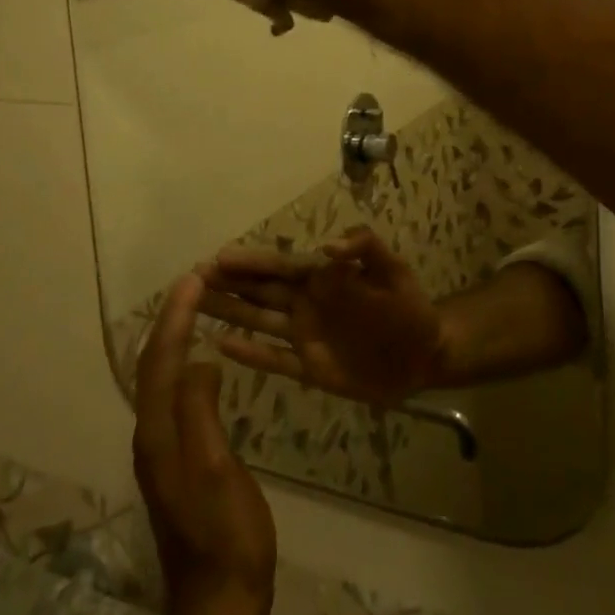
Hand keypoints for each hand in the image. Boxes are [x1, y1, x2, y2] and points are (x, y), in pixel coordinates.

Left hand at [132, 274, 275, 614]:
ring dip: (175, 338)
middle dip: (170, 320)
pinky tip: (202, 363)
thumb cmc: (225, 531)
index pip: (161, 360)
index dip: (175, 317)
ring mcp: (162, 450)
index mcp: (158, 432)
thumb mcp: (216, 467)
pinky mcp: (177, 461)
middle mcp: (152, 435)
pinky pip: (175, 396)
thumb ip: (200, 411)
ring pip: (162, 379)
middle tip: (194, 283)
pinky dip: (184, 365)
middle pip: (154, 366)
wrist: (219, 599)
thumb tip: (199, 361)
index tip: (193, 278)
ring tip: (196, 308)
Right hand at [197, 229, 445, 408]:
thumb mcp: (394, 271)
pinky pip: (274, 359)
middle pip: (259, 291)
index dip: (250, 262)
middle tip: (189, 280)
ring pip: (258, 321)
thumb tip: (329, 246)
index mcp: (323, 277)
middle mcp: (306, 303)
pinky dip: (249, 353)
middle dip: (226, 284)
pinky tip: (220, 345)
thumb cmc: (410, 307)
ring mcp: (305, 336)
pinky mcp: (310, 368)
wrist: (425, 355)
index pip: (279, 266)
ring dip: (228, 312)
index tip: (217, 258)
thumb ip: (366, 249)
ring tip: (193, 306)